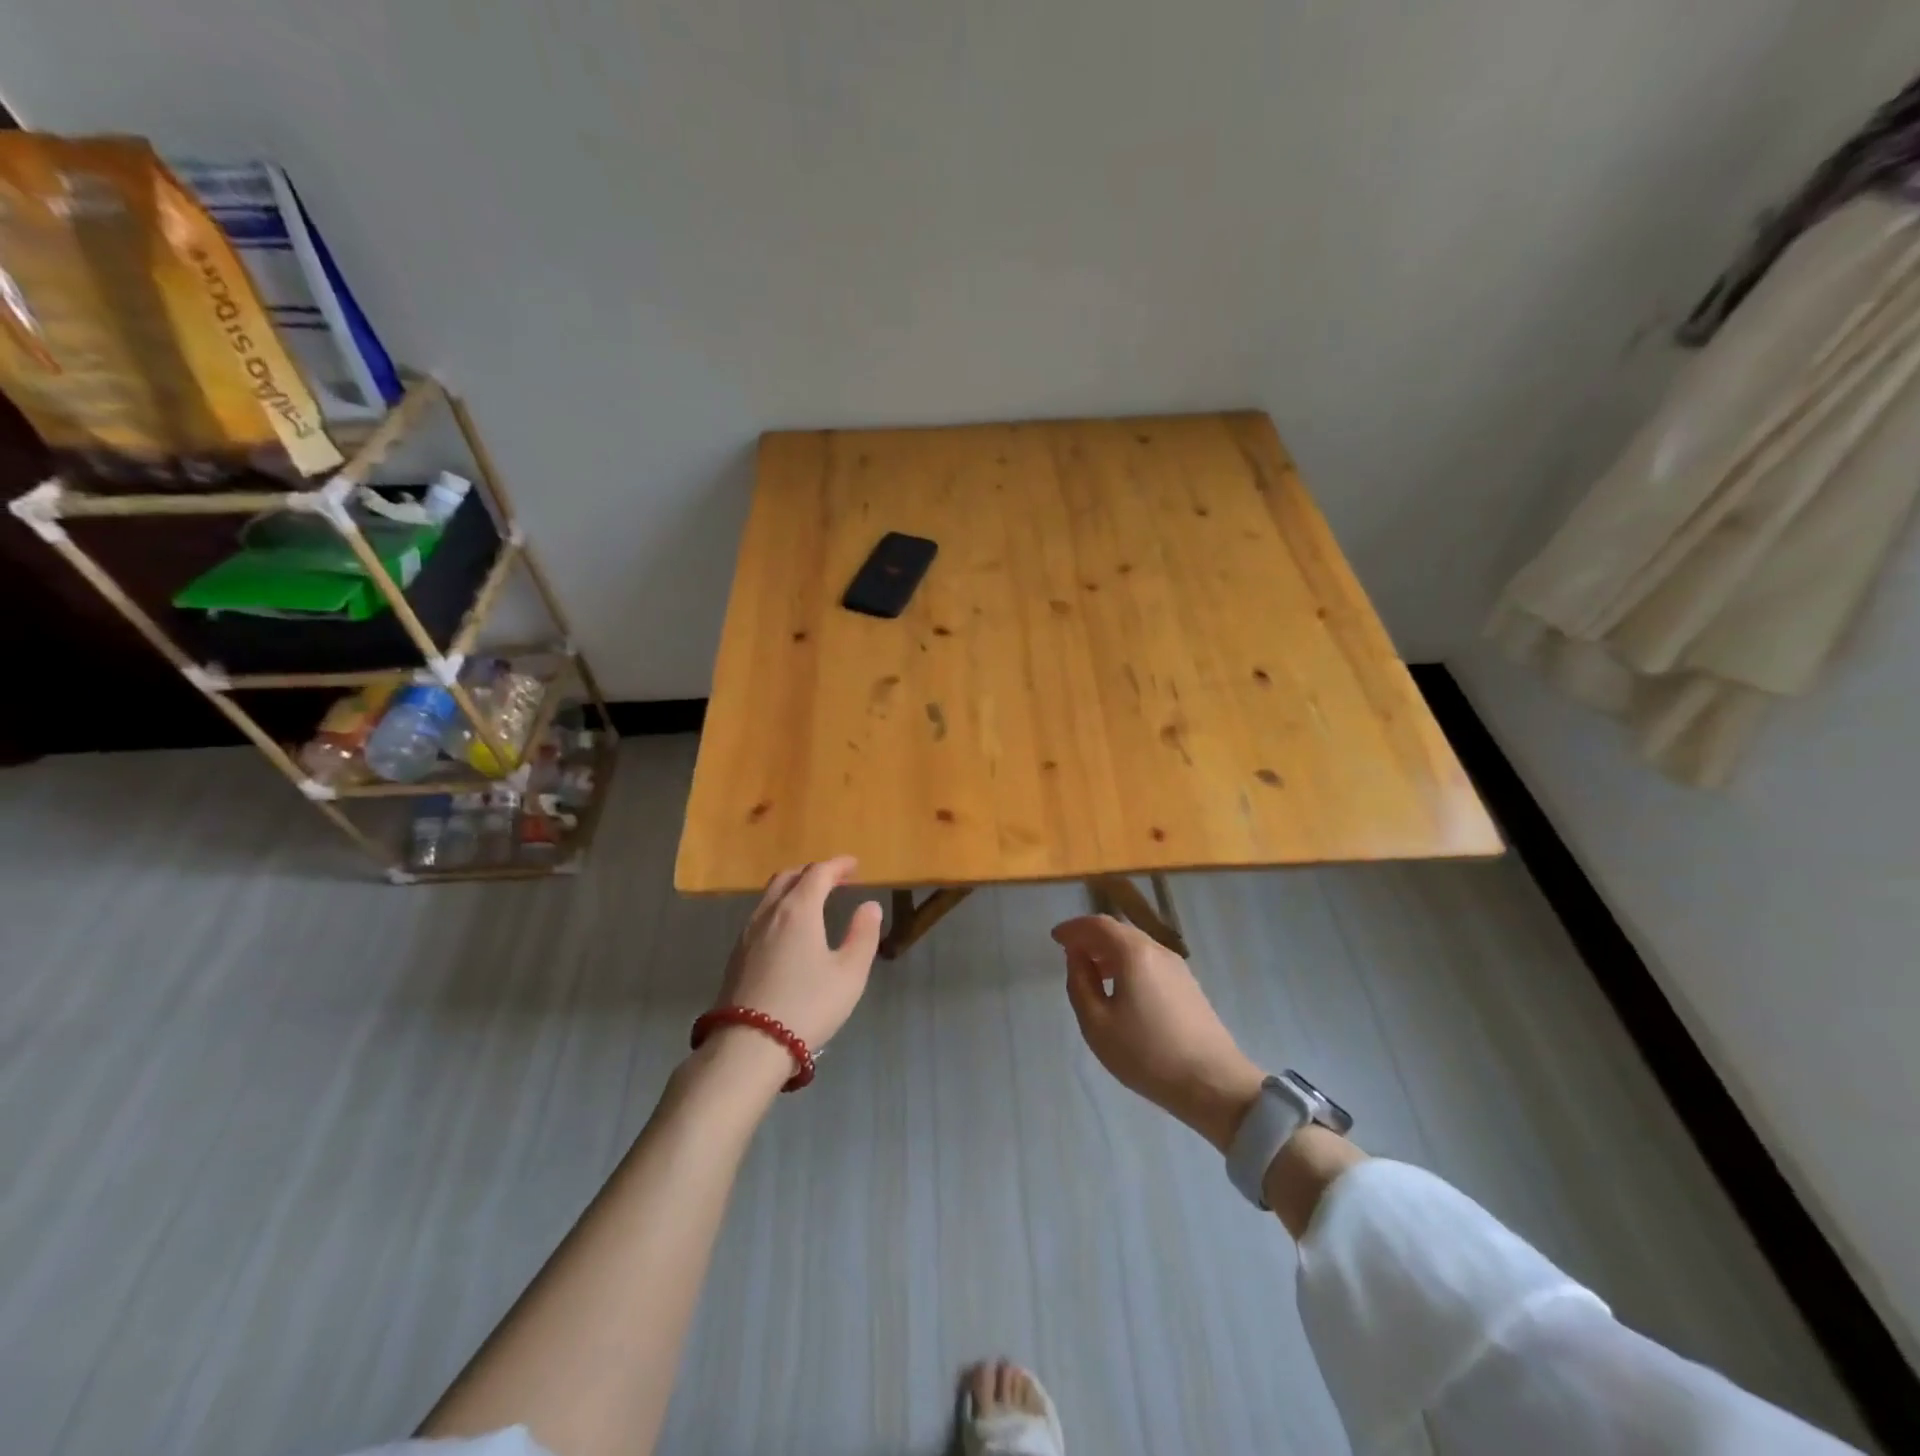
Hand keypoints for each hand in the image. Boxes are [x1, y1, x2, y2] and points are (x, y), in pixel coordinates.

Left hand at [715, 857, 883, 1053]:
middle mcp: (769, 913)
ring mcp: (747, 933)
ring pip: (770, 895)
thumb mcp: (849, 974)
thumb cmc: (807, 1006)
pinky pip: (761, 915)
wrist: (748, 1046)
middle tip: (836, 880)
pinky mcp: (736, 954)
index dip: (838, 865)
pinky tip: (789, 929)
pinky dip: (779, 907)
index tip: (855, 865)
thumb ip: (863, 935)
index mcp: (799, 910)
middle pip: (789, 877)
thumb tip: (869, 906)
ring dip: (793, 888)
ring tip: (813, 901)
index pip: (818, 873)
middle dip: (814, 872)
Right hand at [1053, 915, 1265, 1151]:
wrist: (1213, 1083)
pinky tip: (1120, 989)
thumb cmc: (1146, 1053)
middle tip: (1069, 952)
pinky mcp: (1188, 986)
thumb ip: (1080, 983)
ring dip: (1109, 952)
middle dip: (1091, 937)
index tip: (1055, 937)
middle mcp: (1157, 950)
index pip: (1098, 925)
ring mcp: (1177, 968)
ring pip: (1136, 947)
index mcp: (1133, 953)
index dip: (1074, 928)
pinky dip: (1127, 964)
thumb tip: (1077, 956)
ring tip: (1091, 972)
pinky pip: (1149, 962)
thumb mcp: (1097, 1023)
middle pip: (1119, 931)